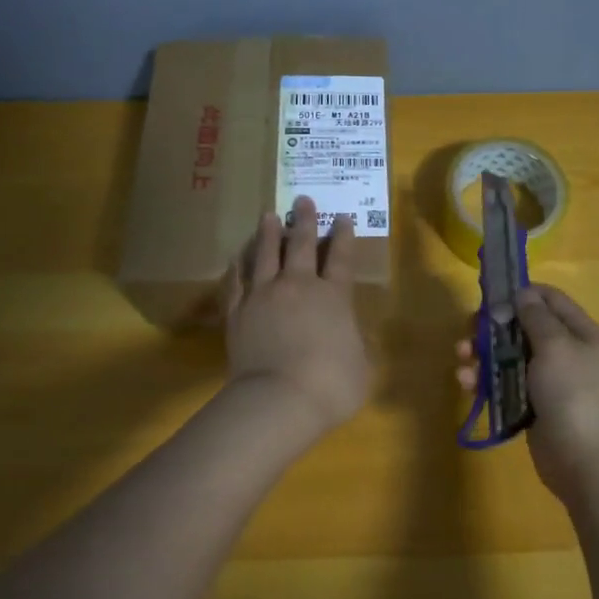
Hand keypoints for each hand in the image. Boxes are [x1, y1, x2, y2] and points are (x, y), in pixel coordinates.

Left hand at [224, 196, 371, 435]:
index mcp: (334, 297)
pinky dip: (238, 266)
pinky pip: (236, 281)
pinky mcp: (237, 312)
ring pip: (266, 254)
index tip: (342, 217)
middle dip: (304, 220)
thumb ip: (359, 345)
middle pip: (302, 245)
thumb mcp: (362, 367)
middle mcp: (299, 286)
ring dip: (269, 233)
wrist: (278, 399)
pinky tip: (237, 257)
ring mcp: (264, 296)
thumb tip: (355, 336)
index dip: (343, 236)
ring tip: (268, 215)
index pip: (342, 258)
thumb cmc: (330, 385)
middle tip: (302, 199)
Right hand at [456, 284, 598, 504]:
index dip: (520, 293)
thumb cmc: (576, 397)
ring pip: (510, 358)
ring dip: (483, 355)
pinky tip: (467, 384)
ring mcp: (549, 383)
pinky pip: (506, 387)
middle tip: (469, 332)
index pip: (549, 299)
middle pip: (523, 328)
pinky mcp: (534, 409)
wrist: (591, 467)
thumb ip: (536, 318)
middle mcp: (566, 353)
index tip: (490, 296)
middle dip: (493, 327)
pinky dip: (486, 382)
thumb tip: (523, 293)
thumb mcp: (557, 348)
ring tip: (461, 360)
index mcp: (580, 333)